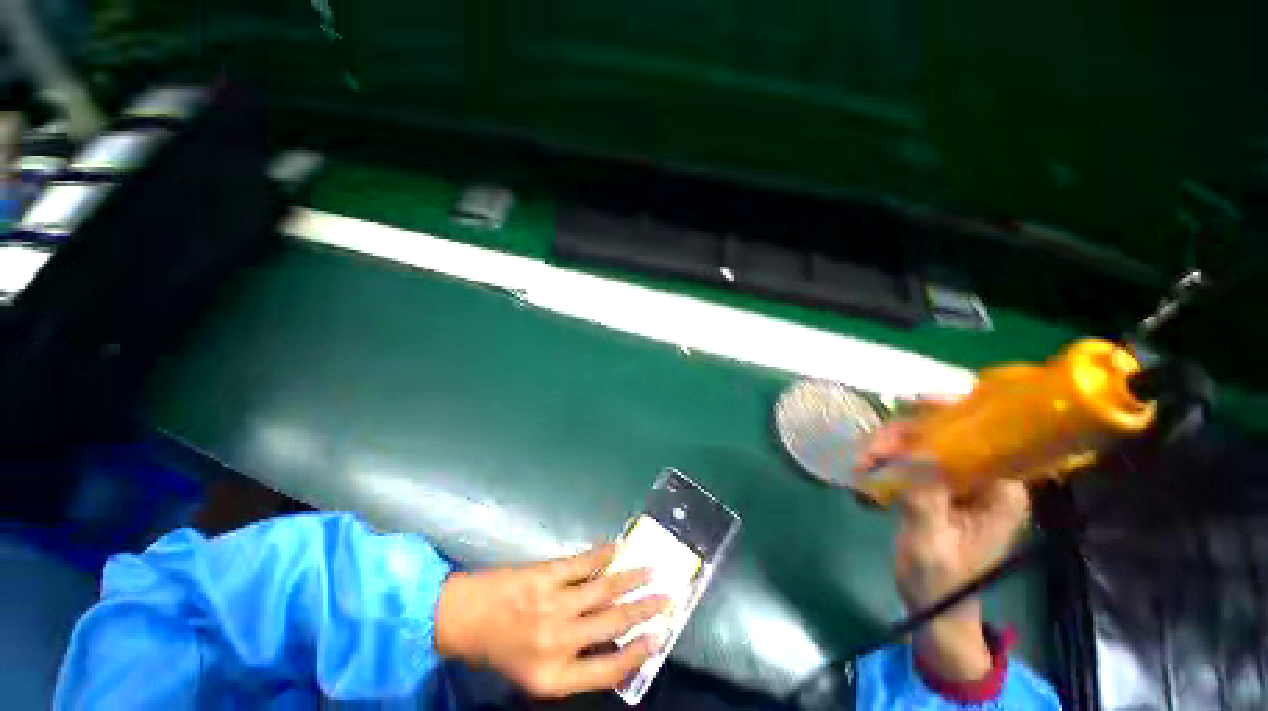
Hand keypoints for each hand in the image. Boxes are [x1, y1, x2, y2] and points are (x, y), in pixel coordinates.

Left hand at [434, 544, 667, 697]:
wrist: (460, 618)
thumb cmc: (499, 651)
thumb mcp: (535, 674)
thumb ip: (573, 664)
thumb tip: (613, 641)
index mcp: (554, 676)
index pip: (610, 669)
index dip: (639, 652)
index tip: (660, 636)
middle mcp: (558, 641)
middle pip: (614, 623)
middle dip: (646, 609)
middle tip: (669, 596)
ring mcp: (553, 603)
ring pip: (604, 589)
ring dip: (632, 578)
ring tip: (652, 570)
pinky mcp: (545, 574)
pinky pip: (583, 562)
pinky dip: (603, 554)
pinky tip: (618, 548)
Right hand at [858, 414, 1029, 680]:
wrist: (933, 605)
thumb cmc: (938, 581)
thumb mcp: (930, 543)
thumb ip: (925, 498)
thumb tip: (916, 451)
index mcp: (1001, 492)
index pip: (986, 436)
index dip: (953, 412)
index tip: (914, 402)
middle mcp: (986, 479)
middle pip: (948, 435)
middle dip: (905, 435)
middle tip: (870, 451)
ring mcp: (961, 481)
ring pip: (926, 443)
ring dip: (891, 445)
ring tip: (862, 463)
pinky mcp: (940, 486)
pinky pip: (914, 457)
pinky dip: (889, 457)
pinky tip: (868, 467)